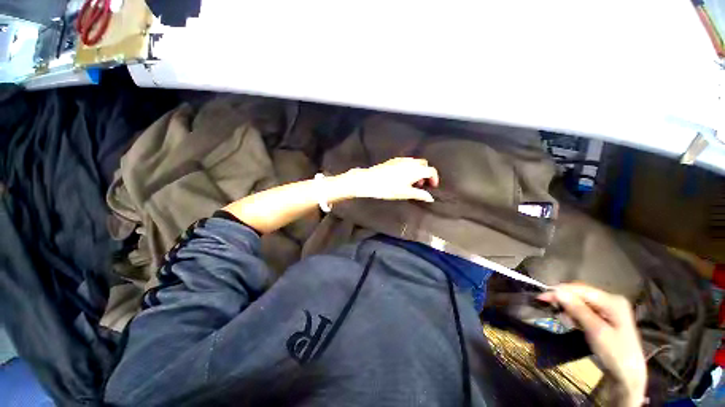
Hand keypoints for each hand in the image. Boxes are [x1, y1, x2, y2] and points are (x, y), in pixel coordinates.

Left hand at [337, 157, 439, 201]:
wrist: (370, 180)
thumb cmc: (388, 188)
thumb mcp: (405, 193)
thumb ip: (419, 195)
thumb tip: (430, 198)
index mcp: (415, 170)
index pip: (431, 171)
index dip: (434, 178)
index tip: (432, 186)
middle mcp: (410, 162)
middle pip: (424, 164)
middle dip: (425, 173)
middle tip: (421, 185)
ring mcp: (401, 160)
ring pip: (415, 162)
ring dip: (417, 170)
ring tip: (411, 182)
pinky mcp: (393, 160)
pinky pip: (406, 162)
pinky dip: (409, 167)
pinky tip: (402, 177)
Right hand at [538, 283, 646, 405]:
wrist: (628, 377)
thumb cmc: (616, 353)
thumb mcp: (596, 331)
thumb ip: (578, 310)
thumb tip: (556, 291)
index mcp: (613, 301)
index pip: (581, 289)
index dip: (560, 291)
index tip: (541, 296)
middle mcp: (611, 301)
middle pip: (581, 294)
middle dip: (564, 299)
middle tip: (547, 306)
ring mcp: (609, 310)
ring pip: (581, 302)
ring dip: (569, 308)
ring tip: (562, 318)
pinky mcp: (604, 318)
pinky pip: (584, 311)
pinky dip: (574, 315)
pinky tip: (571, 322)